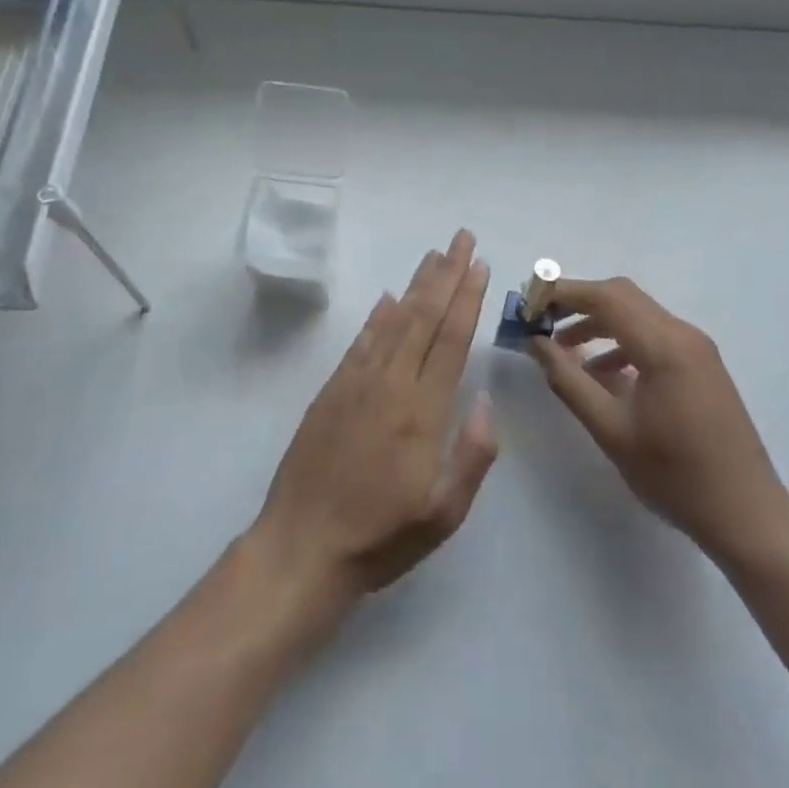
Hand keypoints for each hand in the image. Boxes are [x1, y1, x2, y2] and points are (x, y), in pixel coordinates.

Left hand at [249, 230, 498, 611]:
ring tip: (434, 254)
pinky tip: (388, 298)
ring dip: (416, 284)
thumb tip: (486, 399)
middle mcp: (391, 384)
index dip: (467, 298)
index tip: (480, 265)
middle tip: (463, 238)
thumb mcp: (444, 513)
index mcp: (423, 411)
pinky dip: (377, 315)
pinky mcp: (331, 390)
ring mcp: (357, 383)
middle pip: (424, 316)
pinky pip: (361, 342)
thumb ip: (474, 454)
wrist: (302, 549)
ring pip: (394, 320)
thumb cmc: (381, 537)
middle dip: (447, 273)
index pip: (451, 339)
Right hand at [529, 276, 788, 567]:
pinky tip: (603, 375)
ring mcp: (697, 348)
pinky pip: (654, 336)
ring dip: (600, 322)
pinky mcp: (701, 365)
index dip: (564, 293)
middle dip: (579, 302)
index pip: (606, 297)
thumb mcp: (611, 429)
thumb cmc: (675, 475)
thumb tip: (536, 343)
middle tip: (542, 321)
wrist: (747, 514)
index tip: (530, 303)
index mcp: (664, 345)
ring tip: (564, 349)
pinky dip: (622, 342)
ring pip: (639, 315)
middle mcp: (683, 334)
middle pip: (623, 297)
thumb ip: (569, 380)